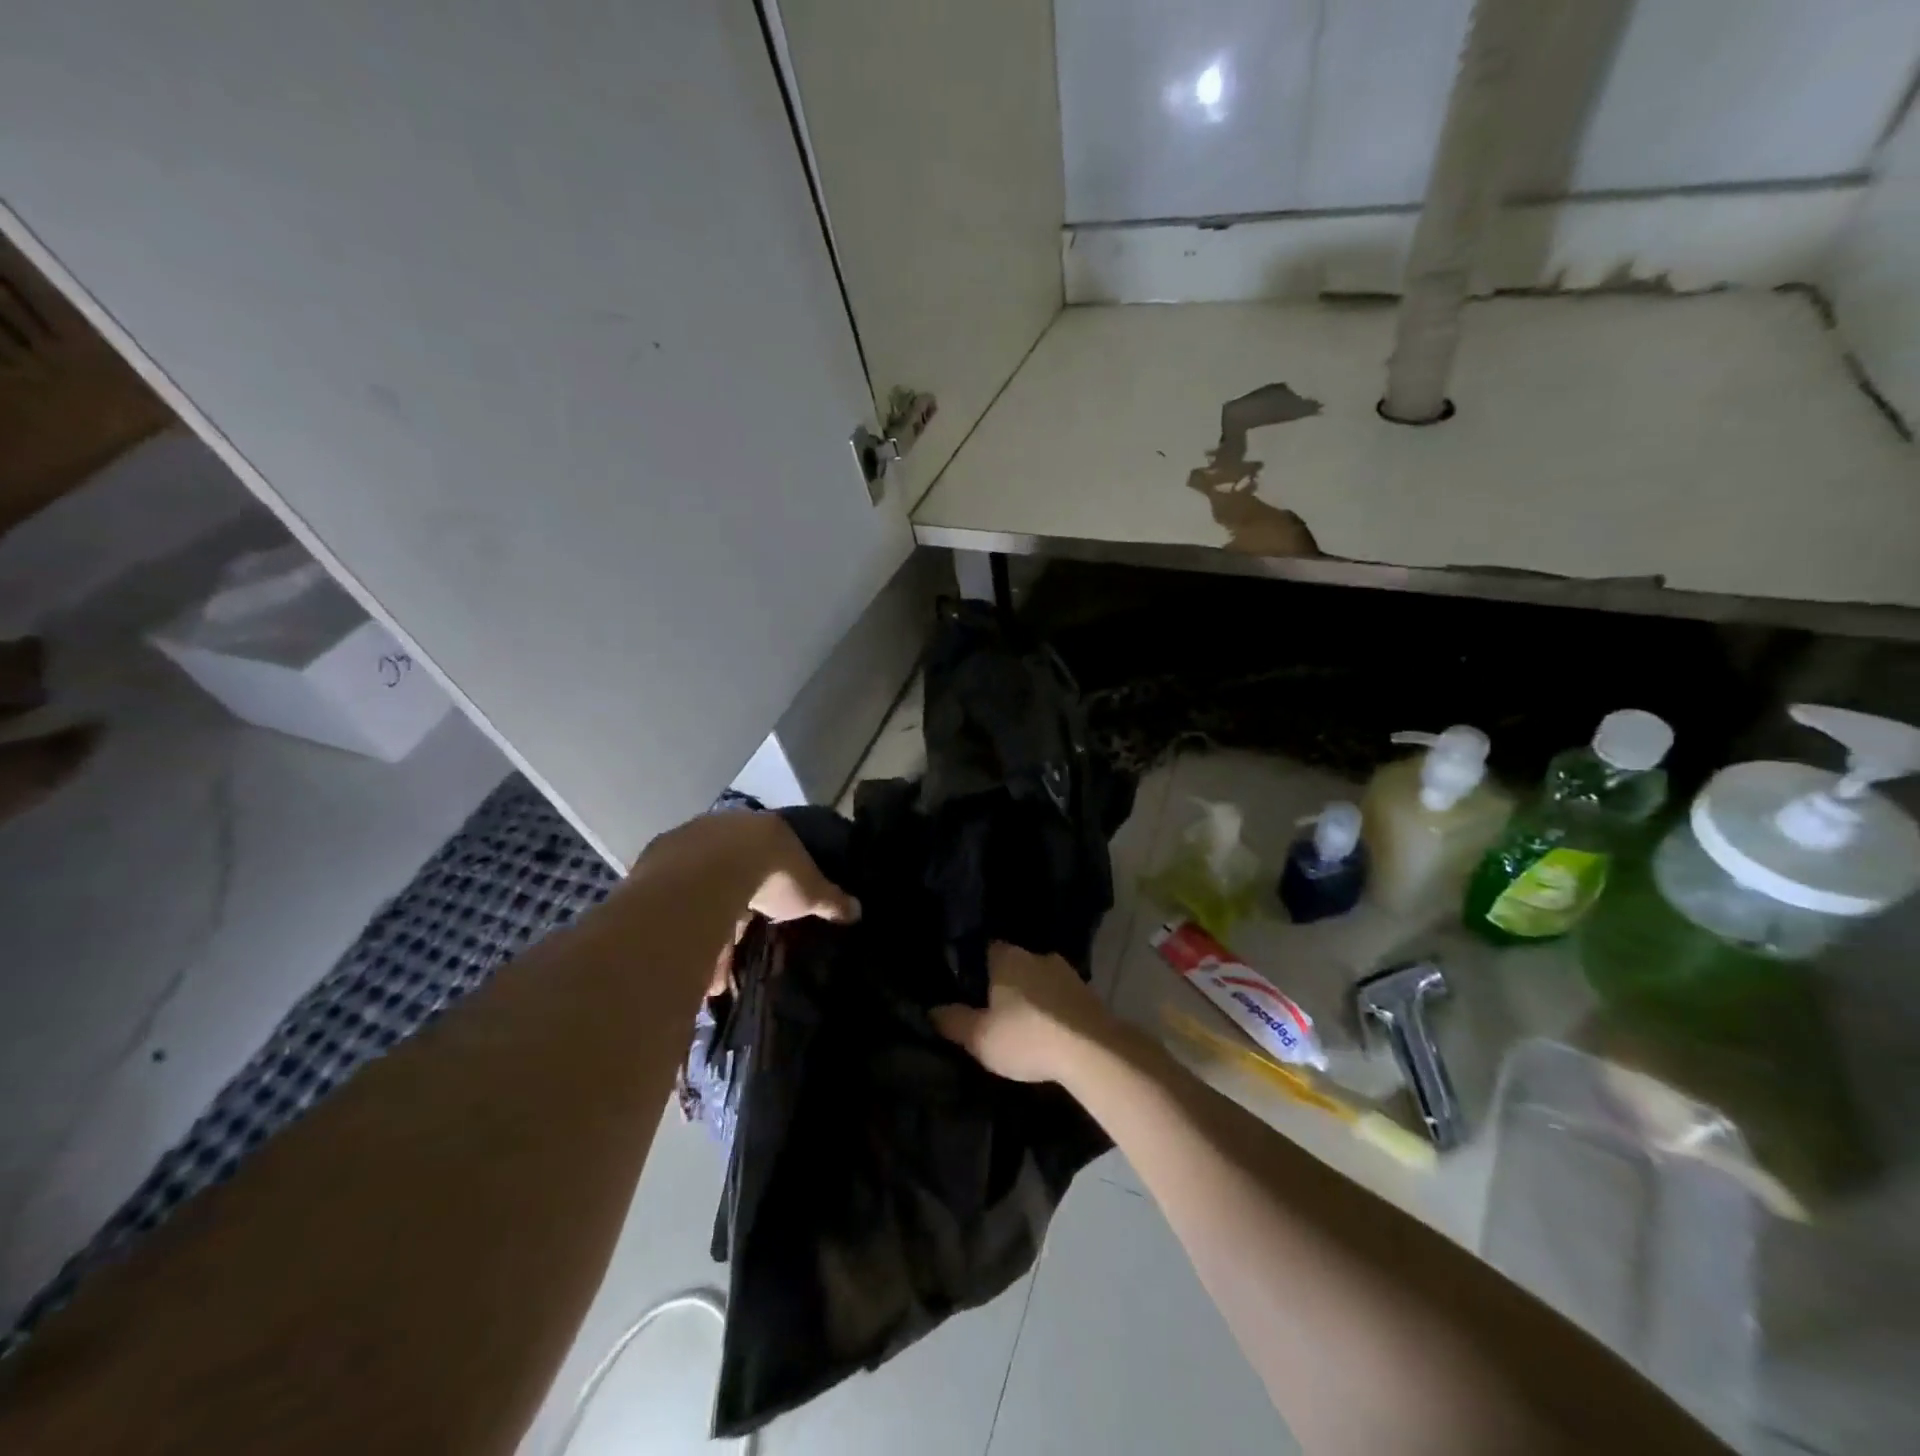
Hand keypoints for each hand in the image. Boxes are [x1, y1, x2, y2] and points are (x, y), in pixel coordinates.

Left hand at [638, 812, 858, 996]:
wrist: (709, 877)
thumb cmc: (771, 876)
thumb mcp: (810, 892)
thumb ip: (832, 900)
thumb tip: (859, 909)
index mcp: (763, 828)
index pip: (772, 847)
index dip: (777, 874)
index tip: (776, 900)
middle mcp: (723, 828)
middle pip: (733, 870)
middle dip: (739, 909)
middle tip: (744, 940)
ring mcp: (686, 845)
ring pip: (700, 892)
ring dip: (710, 933)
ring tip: (717, 977)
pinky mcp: (654, 867)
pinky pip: (676, 907)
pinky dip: (687, 937)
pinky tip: (695, 970)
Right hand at [931, 942, 1113, 1083]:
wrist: (1092, 1050)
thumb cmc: (1027, 1036)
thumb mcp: (980, 1037)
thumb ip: (953, 1021)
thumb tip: (932, 1009)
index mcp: (1008, 957)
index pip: (986, 949)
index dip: (977, 967)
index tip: (970, 987)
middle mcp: (1038, 955)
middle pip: (1015, 965)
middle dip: (1006, 984)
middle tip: (995, 1011)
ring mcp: (1067, 973)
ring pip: (1041, 981)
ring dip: (1033, 998)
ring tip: (1024, 1025)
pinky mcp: (1089, 994)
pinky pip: (1062, 998)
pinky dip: (1054, 1010)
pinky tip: (1050, 1032)